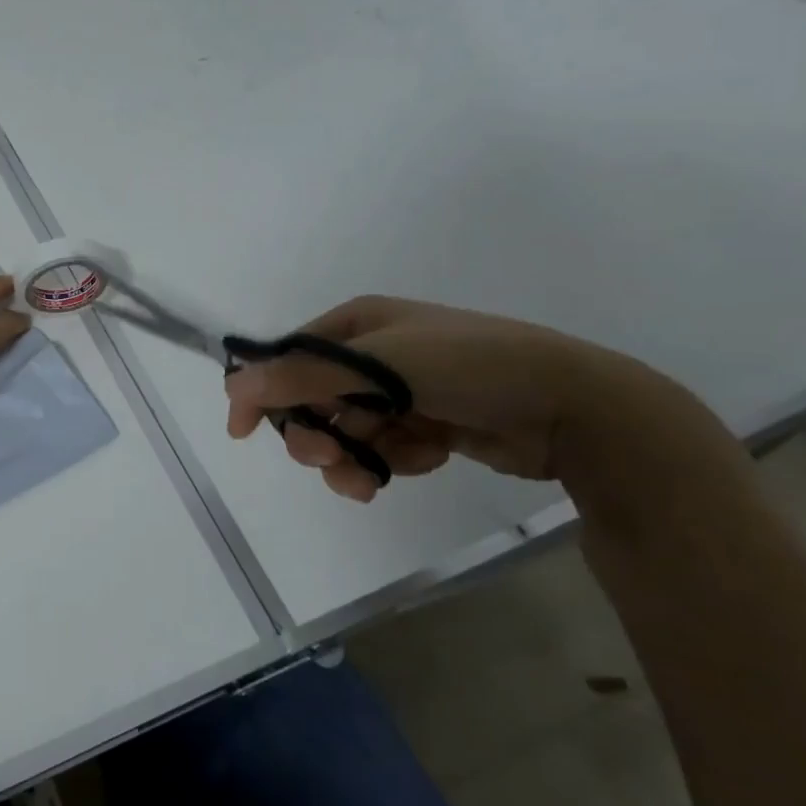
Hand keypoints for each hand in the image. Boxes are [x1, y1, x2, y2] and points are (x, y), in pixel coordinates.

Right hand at [223, 295, 683, 500]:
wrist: (571, 405)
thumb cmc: (468, 366)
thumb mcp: (380, 365)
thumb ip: (303, 377)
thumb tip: (234, 387)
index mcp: (356, 325)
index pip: (287, 357)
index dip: (263, 392)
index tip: (243, 432)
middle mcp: (373, 354)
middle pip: (314, 400)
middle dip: (316, 434)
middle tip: (328, 460)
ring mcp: (403, 390)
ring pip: (348, 431)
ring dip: (353, 458)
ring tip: (371, 480)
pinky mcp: (429, 423)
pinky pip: (387, 447)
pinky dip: (397, 460)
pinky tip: (426, 457)